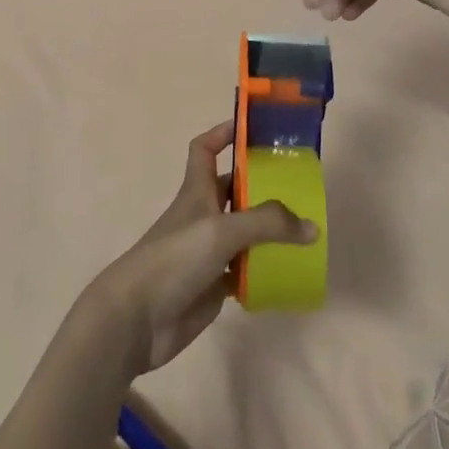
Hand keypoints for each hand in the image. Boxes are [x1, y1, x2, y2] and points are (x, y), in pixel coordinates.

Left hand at [86, 122, 317, 374]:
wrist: (136, 319)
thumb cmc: (174, 259)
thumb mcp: (221, 230)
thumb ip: (267, 224)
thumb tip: (311, 226)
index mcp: (197, 191)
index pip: (205, 149)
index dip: (224, 133)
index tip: (254, 128)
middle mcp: (202, 216)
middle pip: (232, 190)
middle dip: (261, 185)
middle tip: (299, 185)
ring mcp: (206, 252)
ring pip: (242, 232)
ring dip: (267, 230)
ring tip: (304, 229)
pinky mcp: (211, 285)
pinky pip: (243, 271)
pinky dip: (262, 270)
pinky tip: (288, 273)